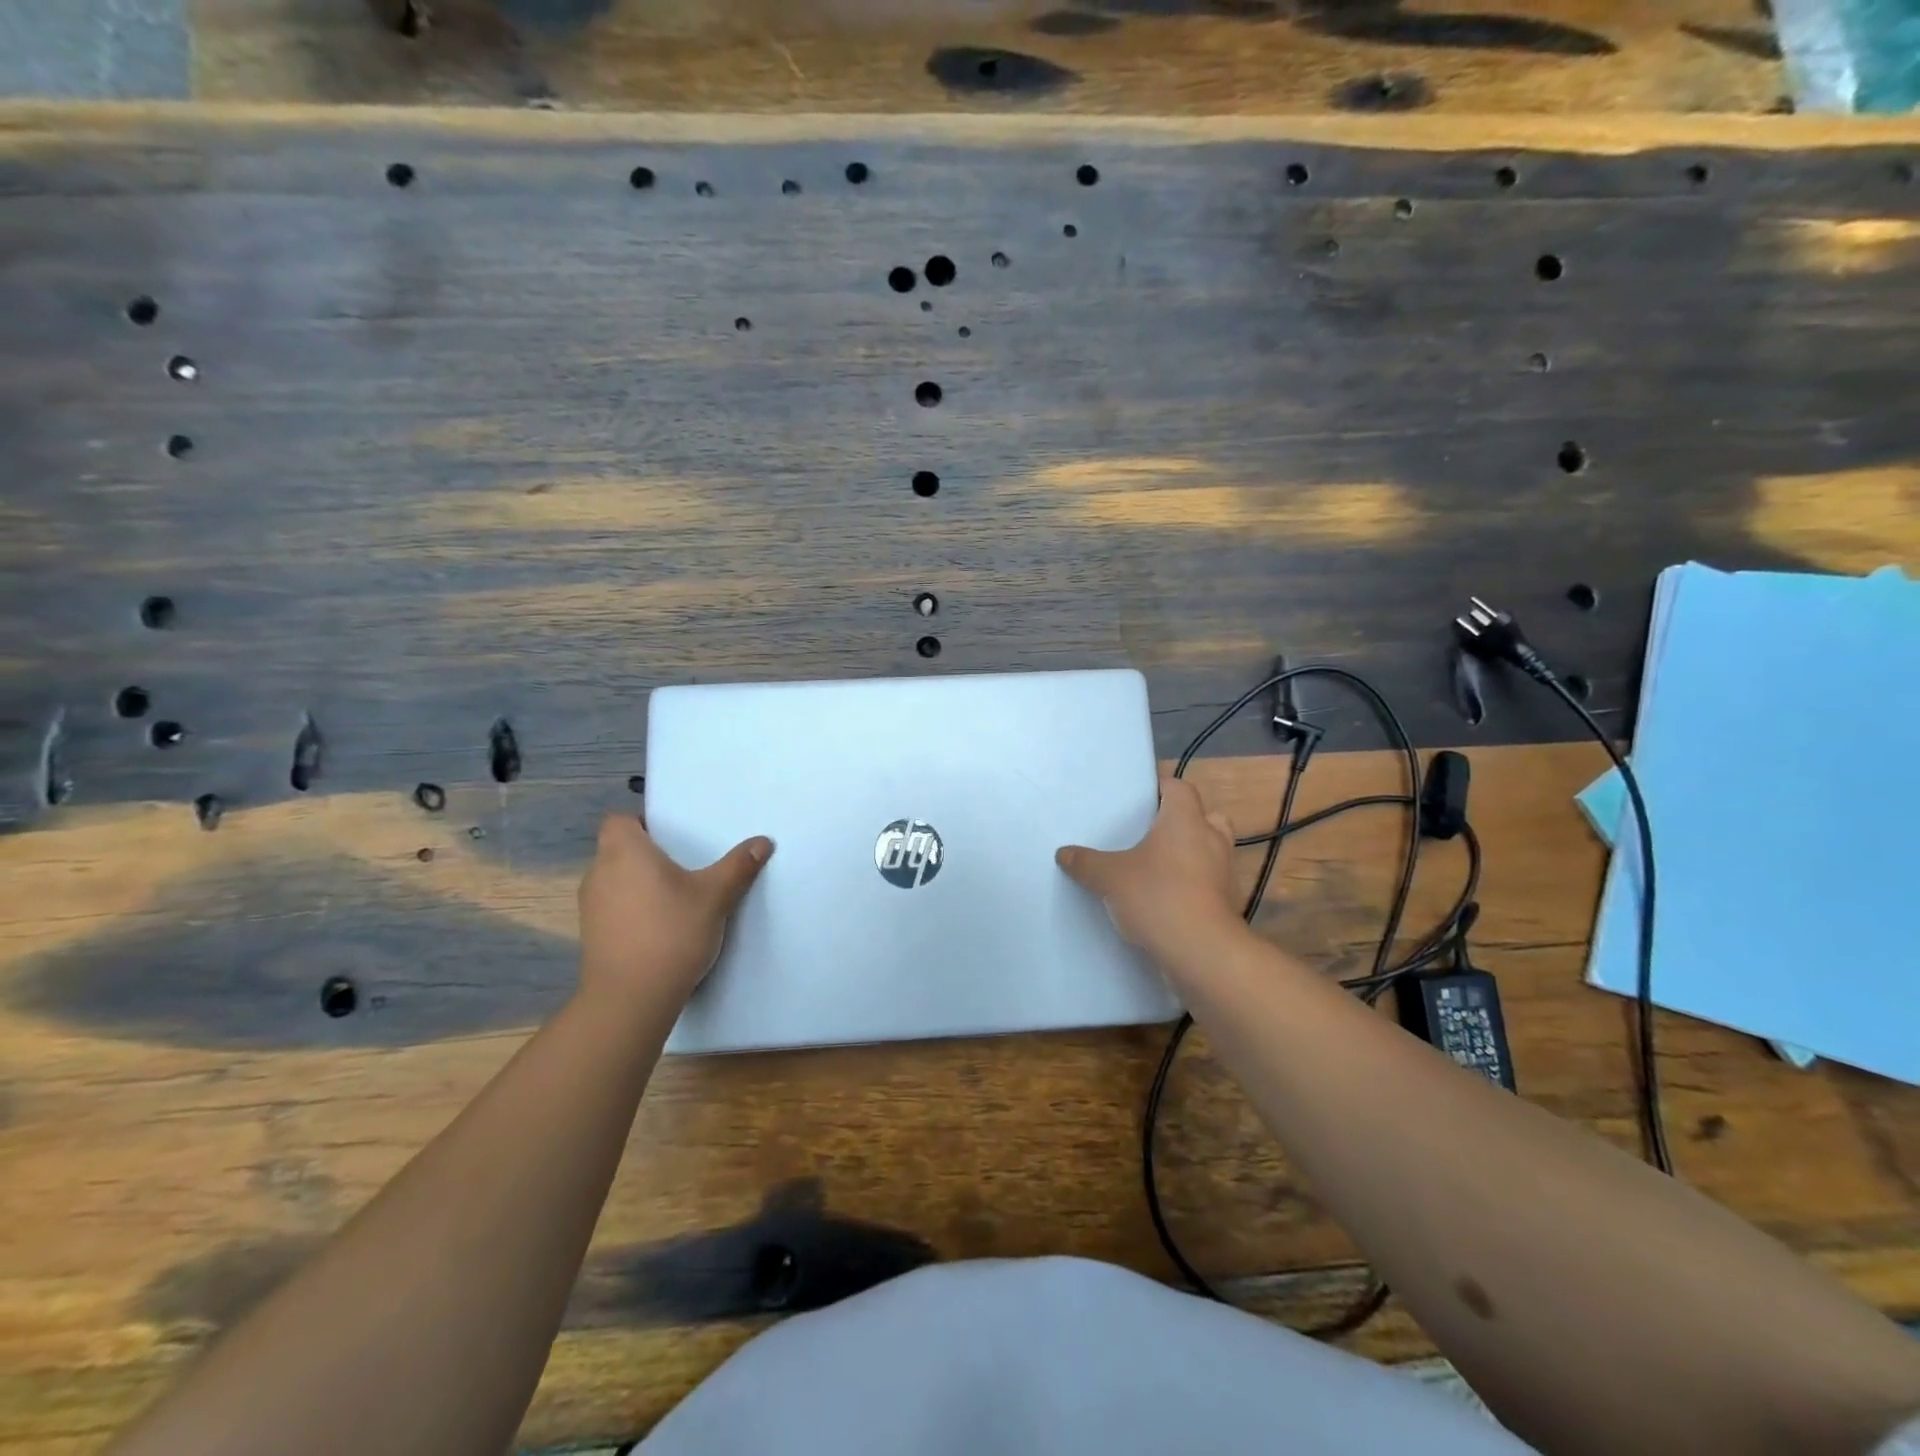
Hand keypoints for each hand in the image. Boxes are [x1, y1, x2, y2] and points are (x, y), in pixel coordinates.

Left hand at [577, 815, 772, 1010]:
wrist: (631, 998)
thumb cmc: (671, 932)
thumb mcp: (715, 896)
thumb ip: (738, 866)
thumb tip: (763, 842)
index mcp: (624, 851)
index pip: (619, 819)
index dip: (642, 821)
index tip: (672, 835)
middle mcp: (600, 872)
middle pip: (618, 848)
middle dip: (646, 853)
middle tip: (683, 863)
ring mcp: (591, 906)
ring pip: (615, 879)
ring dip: (638, 882)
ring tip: (674, 895)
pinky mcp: (591, 934)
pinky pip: (613, 906)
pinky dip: (632, 908)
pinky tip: (660, 925)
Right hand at [1056, 774, 1246, 968]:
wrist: (1200, 951)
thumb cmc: (1156, 896)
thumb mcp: (1109, 877)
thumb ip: (1086, 863)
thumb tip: (1064, 853)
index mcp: (1185, 819)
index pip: (1179, 787)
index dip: (1161, 788)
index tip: (1139, 798)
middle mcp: (1211, 838)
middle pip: (1205, 815)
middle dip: (1184, 821)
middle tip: (1153, 832)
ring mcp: (1223, 872)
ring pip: (1211, 850)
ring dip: (1191, 854)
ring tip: (1159, 865)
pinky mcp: (1226, 902)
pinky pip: (1209, 881)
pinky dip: (1194, 884)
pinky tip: (1167, 897)